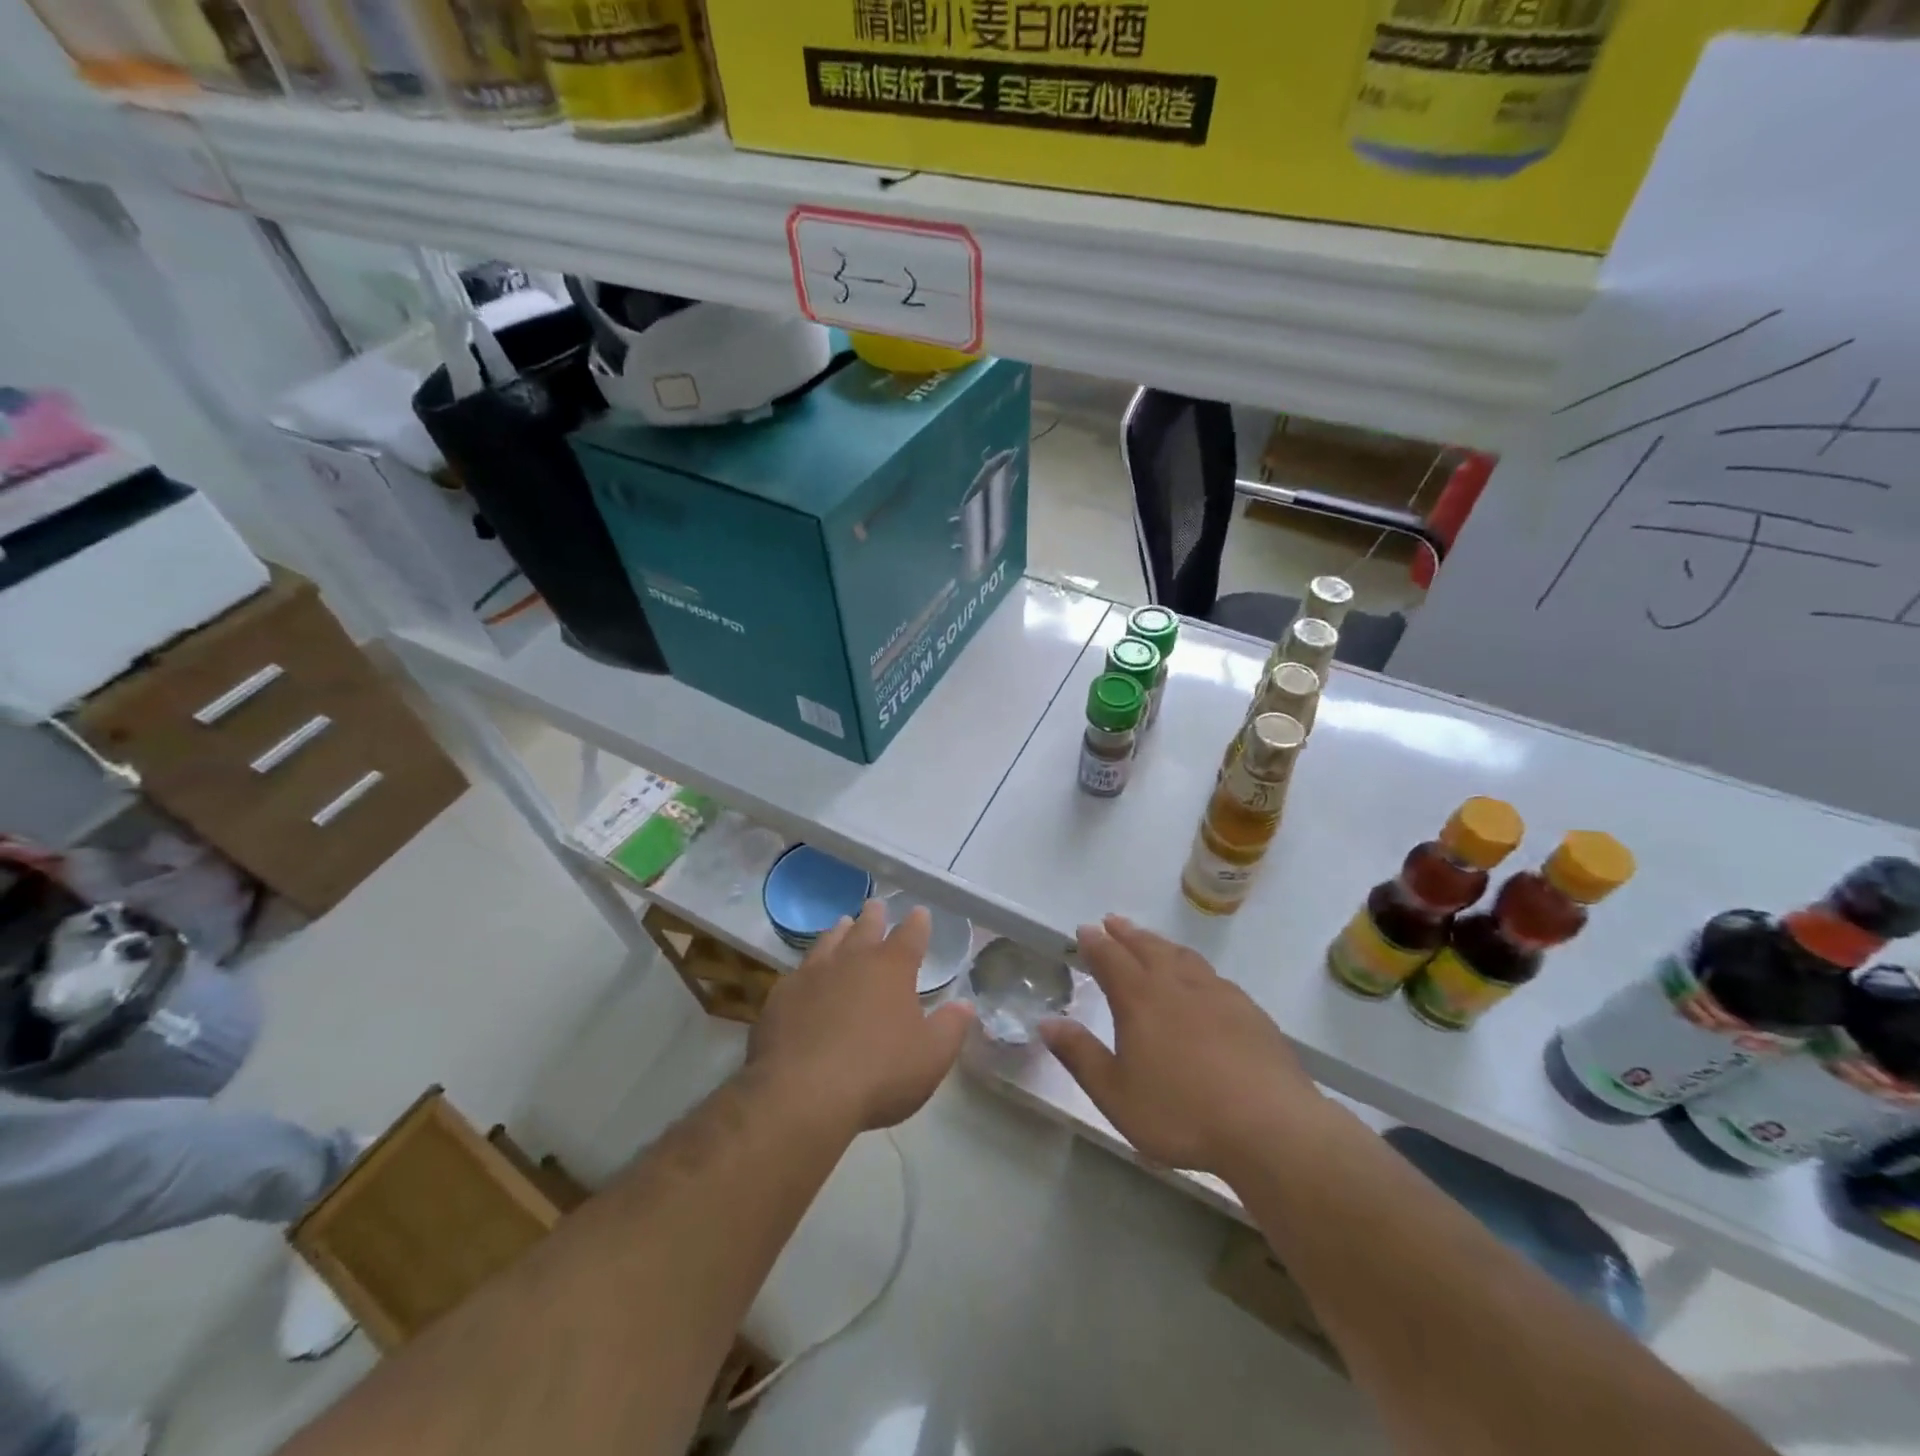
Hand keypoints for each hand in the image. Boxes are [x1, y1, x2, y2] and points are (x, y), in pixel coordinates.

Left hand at [750, 898, 973, 1132]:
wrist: (802, 1094)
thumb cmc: (879, 1074)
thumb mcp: (931, 1057)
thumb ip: (951, 1027)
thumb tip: (965, 1004)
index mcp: (891, 968)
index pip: (910, 936)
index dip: (918, 924)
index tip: (919, 912)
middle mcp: (852, 960)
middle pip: (865, 928)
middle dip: (875, 917)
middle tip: (876, 906)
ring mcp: (812, 975)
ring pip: (828, 942)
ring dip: (839, 932)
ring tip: (842, 925)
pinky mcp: (781, 997)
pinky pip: (798, 972)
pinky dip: (808, 968)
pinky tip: (805, 975)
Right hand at [1040, 915, 1322, 1176]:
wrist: (1269, 1125)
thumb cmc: (1181, 1112)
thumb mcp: (1116, 1094)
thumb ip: (1080, 1055)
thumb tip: (1046, 1022)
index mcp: (1140, 999)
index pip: (1111, 958)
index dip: (1095, 943)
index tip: (1084, 930)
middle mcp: (1176, 985)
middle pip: (1147, 947)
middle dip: (1126, 934)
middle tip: (1113, 922)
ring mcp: (1217, 994)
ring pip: (1181, 956)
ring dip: (1160, 943)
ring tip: (1150, 940)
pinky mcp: (1249, 1010)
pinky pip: (1212, 975)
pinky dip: (1194, 965)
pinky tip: (1200, 979)